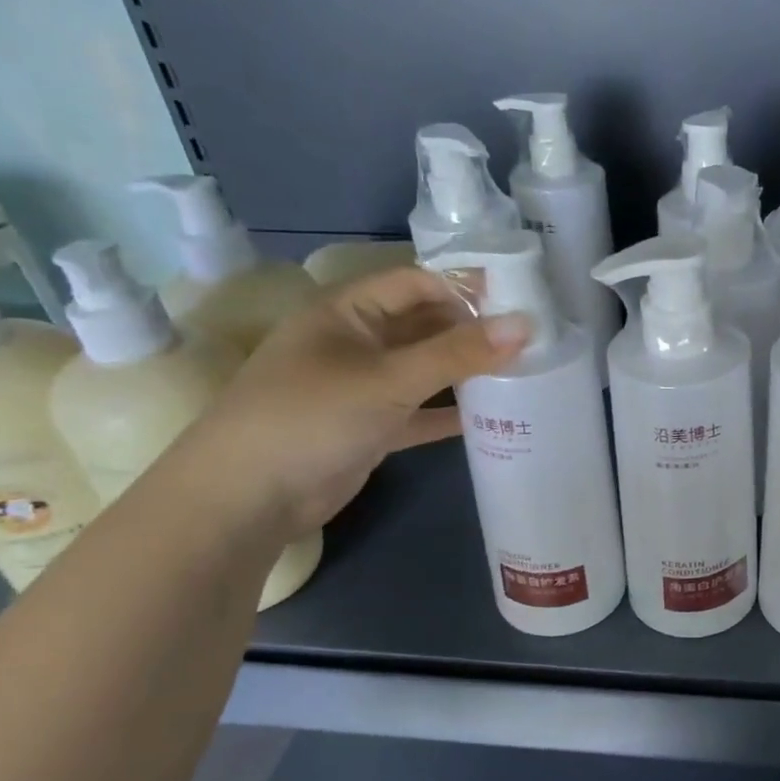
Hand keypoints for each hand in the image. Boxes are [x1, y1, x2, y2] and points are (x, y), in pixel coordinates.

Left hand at [170, 267, 530, 539]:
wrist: (248, 497)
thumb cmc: (313, 416)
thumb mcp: (390, 379)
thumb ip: (459, 353)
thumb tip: (525, 325)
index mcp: (348, 311)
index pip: (416, 283)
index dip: (464, 289)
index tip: (519, 305)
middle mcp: (356, 342)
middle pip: (424, 325)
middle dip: (472, 332)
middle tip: (531, 343)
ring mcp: (362, 387)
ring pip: (424, 370)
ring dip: (465, 374)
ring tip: (522, 377)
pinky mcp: (369, 428)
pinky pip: (419, 412)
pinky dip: (449, 414)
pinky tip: (493, 419)